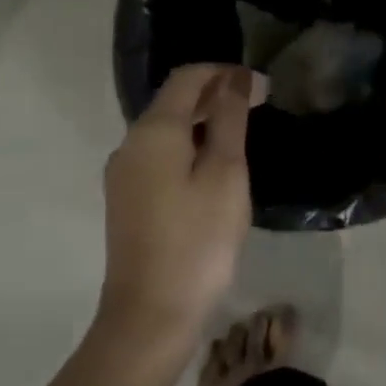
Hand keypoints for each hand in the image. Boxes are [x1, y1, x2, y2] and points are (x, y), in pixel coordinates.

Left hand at [99, 64, 259, 342]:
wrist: (152, 313)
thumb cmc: (199, 239)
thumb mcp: (226, 174)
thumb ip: (230, 120)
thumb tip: (236, 80)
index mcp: (153, 132)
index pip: (187, 78)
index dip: (223, 72)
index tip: (261, 84)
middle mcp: (130, 144)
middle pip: (173, 101)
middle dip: (216, 94)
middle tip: (260, 103)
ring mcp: (124, 174)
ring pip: (167, 129)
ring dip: (204, 120)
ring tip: (243, 130)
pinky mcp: (127, 198)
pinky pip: (160, 154)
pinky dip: (190, 145)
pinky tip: (215, 164)